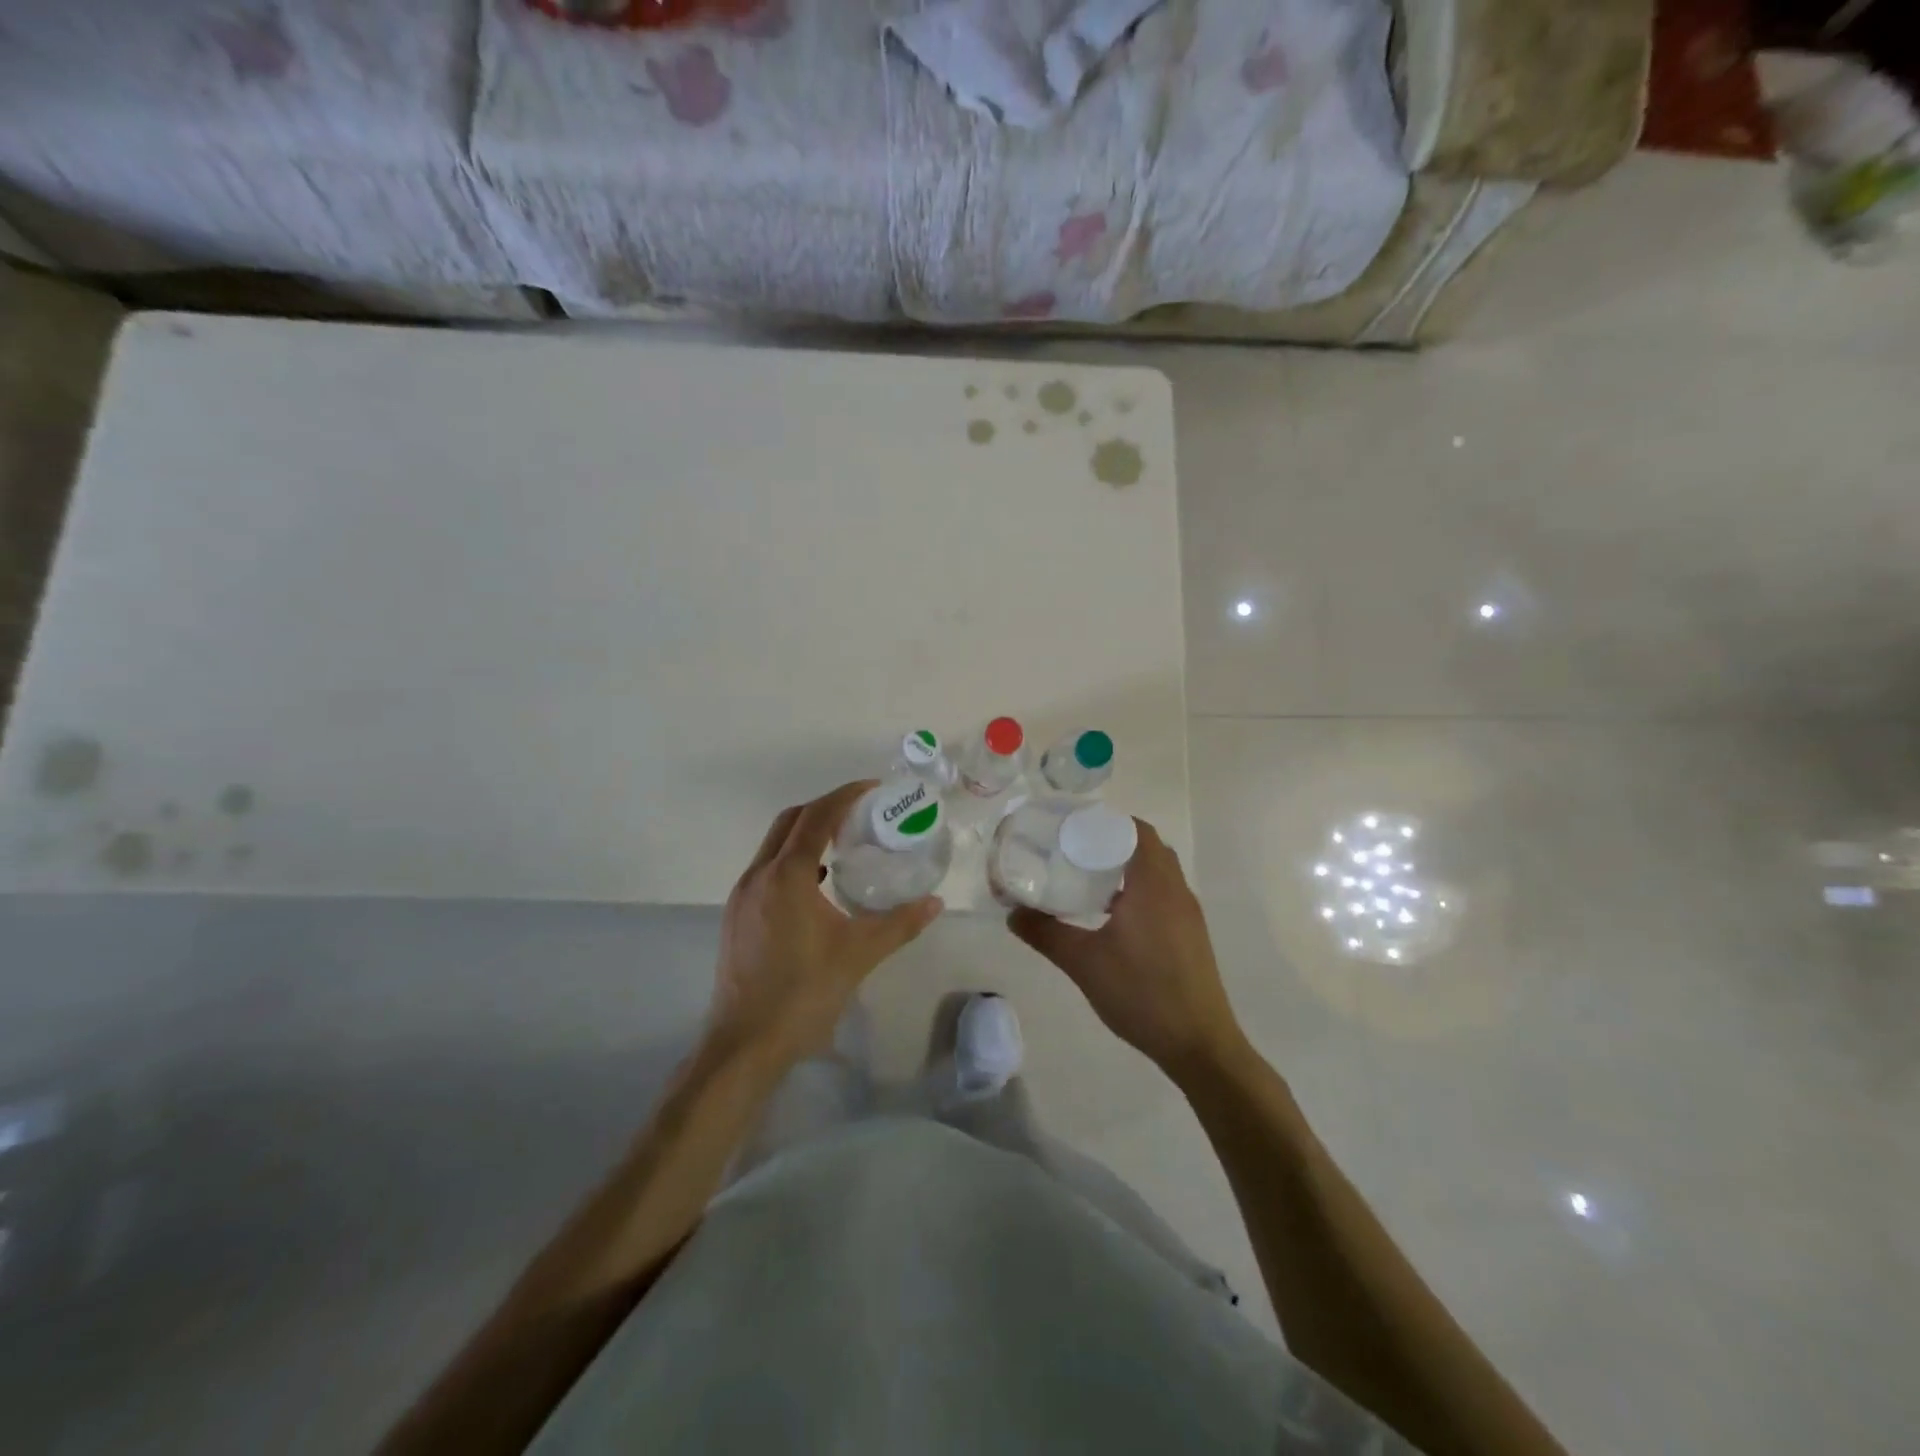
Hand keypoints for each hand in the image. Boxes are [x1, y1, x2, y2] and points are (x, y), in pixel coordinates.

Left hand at [709, 780, 941, 1068]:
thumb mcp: (860, 954)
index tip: (873, 789)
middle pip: (790, 821)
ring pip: (774, 846)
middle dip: (824, 808)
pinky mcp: (736, 916)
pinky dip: (792, 861)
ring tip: (842, 844)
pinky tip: (816, 887)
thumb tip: (935, 903)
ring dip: (806, 834)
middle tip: (860, 813)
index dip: (845, 795)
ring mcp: (741, 896)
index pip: (817, 817)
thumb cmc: (804, 993)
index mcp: (787, 876)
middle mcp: (758, 876)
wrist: (745, 1044)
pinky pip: (766, 870)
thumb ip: (900, 924)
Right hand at [1009, 819, 1244, 1078]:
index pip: (1137, 830)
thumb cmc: (1141, 993)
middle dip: (1112, 842)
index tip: (1074, 827)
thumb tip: (1012, 913)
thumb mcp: (1084, 963)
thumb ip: (1046, 933)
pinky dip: (1138, 890)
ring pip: (1158, 873)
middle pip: (1147, 848)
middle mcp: (1176, 890)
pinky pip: (1163, 894)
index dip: (1107, 821)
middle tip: (1074, 850)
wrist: (1199, 1044)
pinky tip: (1111, 916)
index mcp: (1153, 885)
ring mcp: (1187, 914)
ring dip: (1127, 868)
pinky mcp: (1190, 935)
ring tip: (1087, 879)